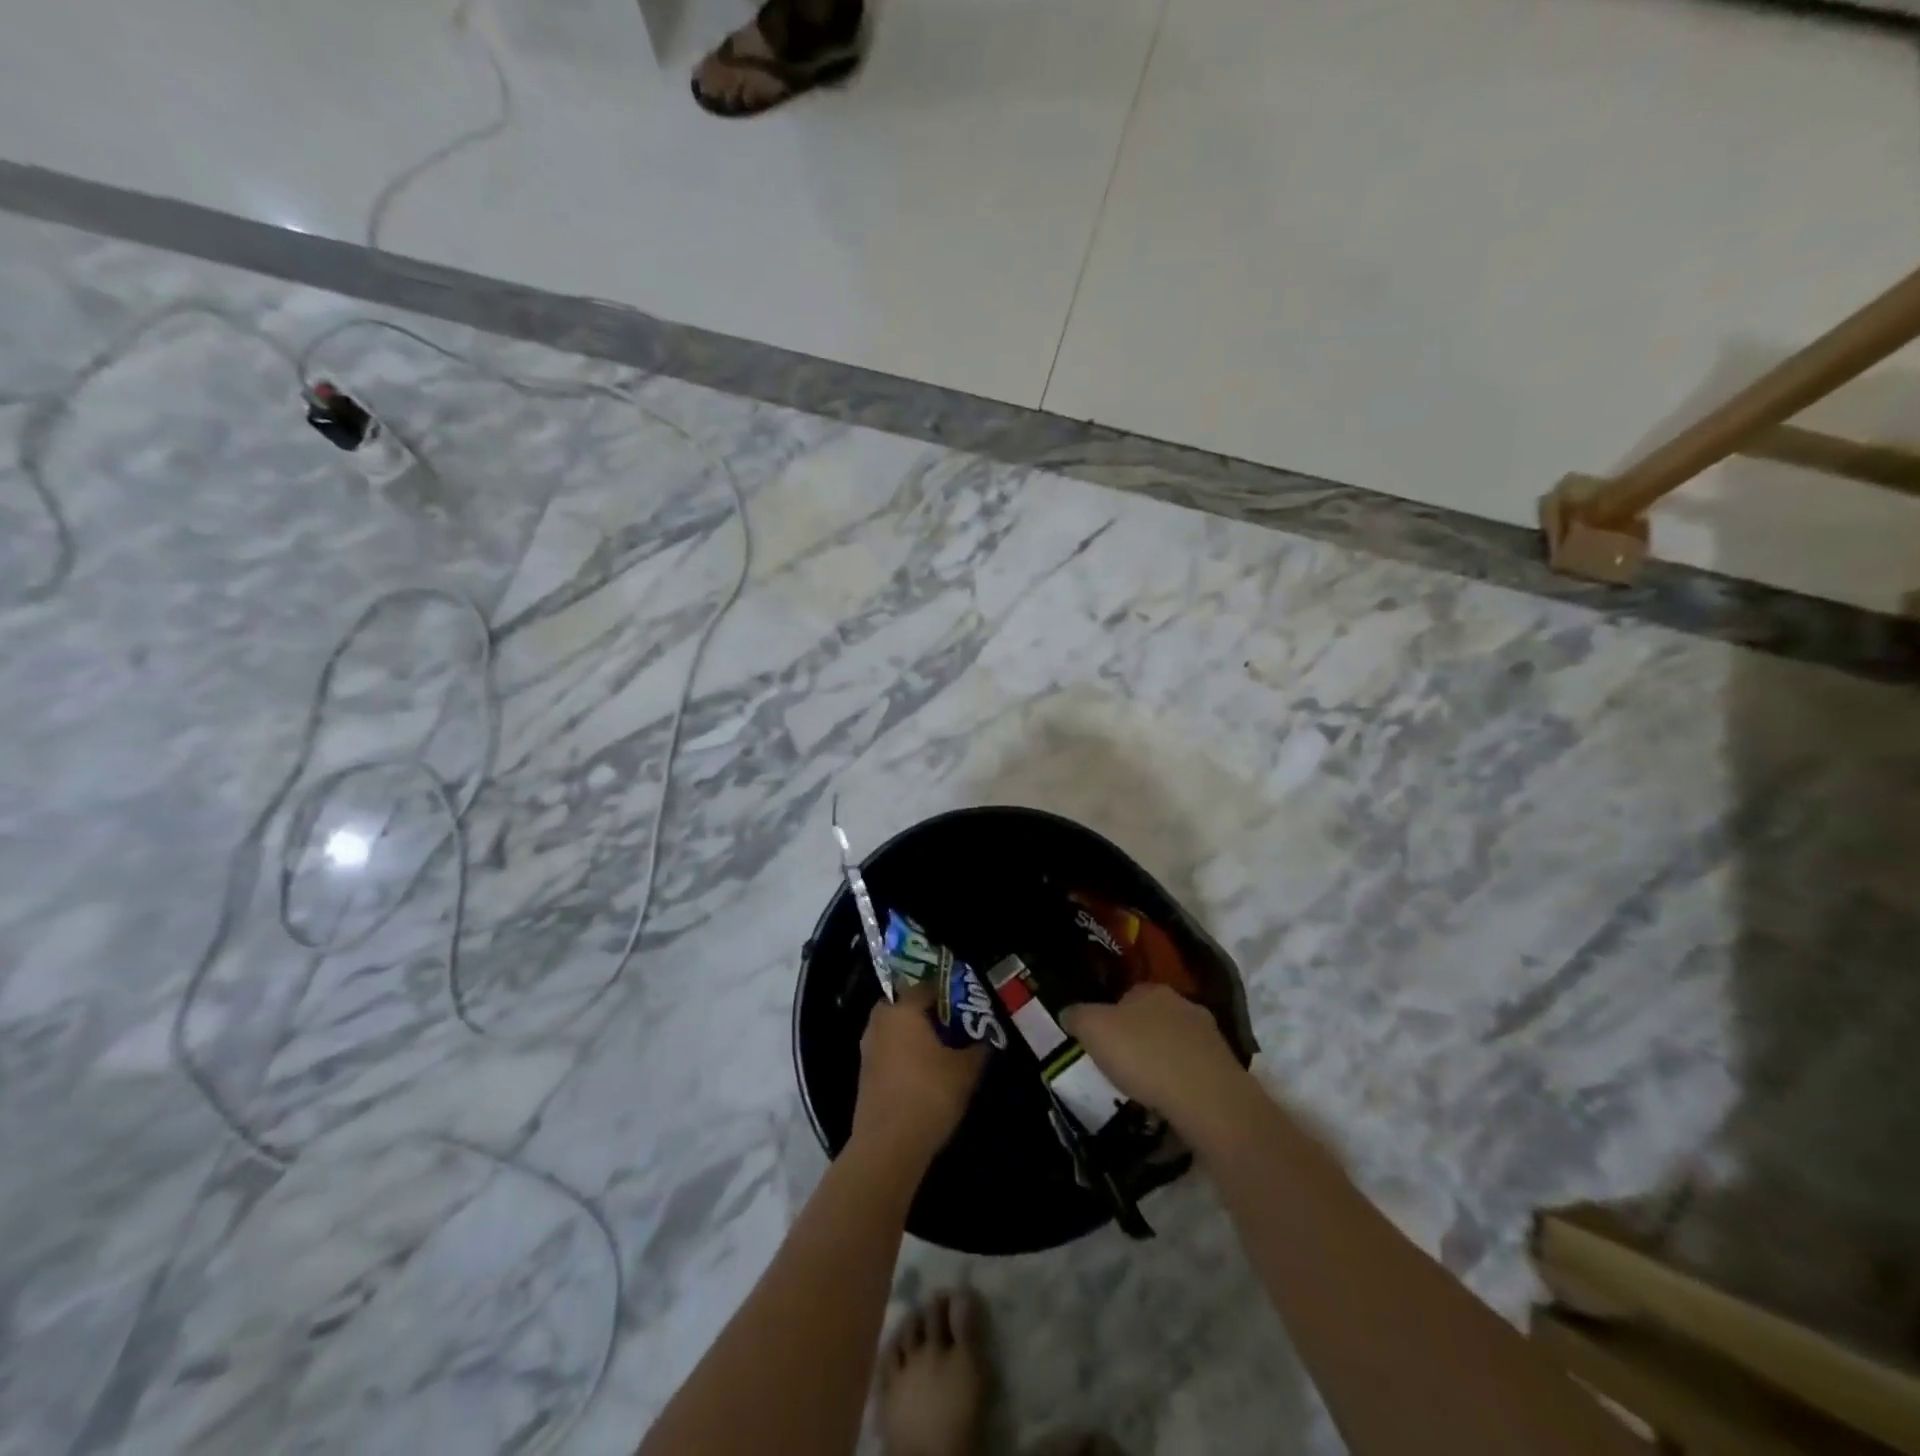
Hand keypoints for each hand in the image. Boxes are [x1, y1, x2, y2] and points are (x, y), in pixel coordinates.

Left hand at [851, 983, 986, 1166]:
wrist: (888, 1145)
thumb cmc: (929, 1093)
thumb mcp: (965, 1070)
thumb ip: (977, 1049)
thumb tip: (984, 1039)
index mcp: (903, 1010)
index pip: (927, 986)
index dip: (949, 992)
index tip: (967, 1003)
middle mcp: (881, 1021)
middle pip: (905, 1005)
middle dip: (927, 1012)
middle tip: (952, 1024)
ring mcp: (868, 1048)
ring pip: (895, 1029)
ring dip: (914, 1034)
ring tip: (941, 1049)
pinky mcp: (865, 1074)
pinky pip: (888, 1051)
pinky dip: (904, 1054)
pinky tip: (923, 1072)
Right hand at [1062, 984, 1250, 1134]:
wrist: (1208, 1100)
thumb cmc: (1144, 1056)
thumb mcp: (1093, 1030)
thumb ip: (1077, 1016)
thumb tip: (1069, 1012)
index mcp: (1153, 990)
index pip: (1127, 994)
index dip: (1111, 1016)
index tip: (1101, 1041)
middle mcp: (1184, 1005)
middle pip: (1153, 1017)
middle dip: (1138, 1037)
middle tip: (1121, 1065)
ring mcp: (1210, 1036)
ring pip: (1176, 1044)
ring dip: (1162, 1060)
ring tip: (1146, 1089)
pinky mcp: (1226, 1069)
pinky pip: (1194, 1071)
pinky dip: (1181, 1082)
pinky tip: (1171, 1102)